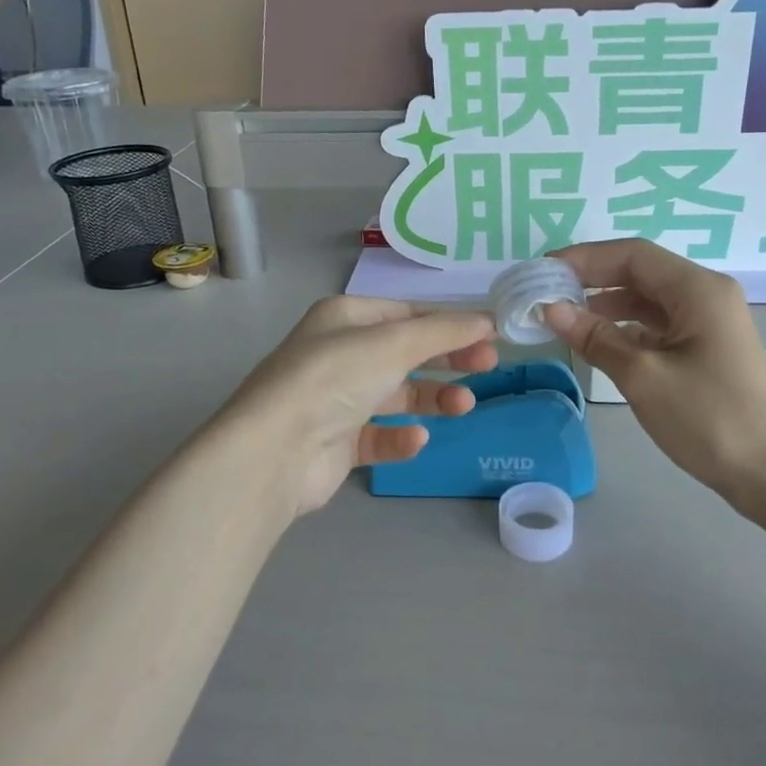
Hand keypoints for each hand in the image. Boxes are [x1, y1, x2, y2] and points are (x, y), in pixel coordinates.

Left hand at [220, 296, 497, 516]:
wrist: (275, 451)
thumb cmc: (334, 378)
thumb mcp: (394, 343)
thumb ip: (445, 331)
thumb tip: (488, 320)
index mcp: (346, 318)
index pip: (407, 314)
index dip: (449, 323)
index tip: (490, 335)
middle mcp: (340, 354)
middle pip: (406, 353)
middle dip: (448, 358)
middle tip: (489, 365)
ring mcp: (337, 400)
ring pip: (397, 395)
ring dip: (433, 398)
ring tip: (463, 405)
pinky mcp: (337, 443)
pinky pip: (379, 434)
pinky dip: (401, 437)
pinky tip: (415, 439)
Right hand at [543, 240, 765, 512]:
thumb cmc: (710, 418)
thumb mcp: (644, 376)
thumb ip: (596, 338)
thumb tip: (552, 309)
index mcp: (697, 289)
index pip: (632, 255)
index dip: (585, 258)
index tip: (543, 271)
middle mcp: (705, 295)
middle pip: (641, 273)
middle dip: (592, 279)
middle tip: (546, 293)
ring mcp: (709, 323)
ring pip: (648, 300)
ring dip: (607, 305)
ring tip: (564, 317)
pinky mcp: (706, 349)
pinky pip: (659, 326)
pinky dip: (626, 329)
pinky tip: (599, 342)